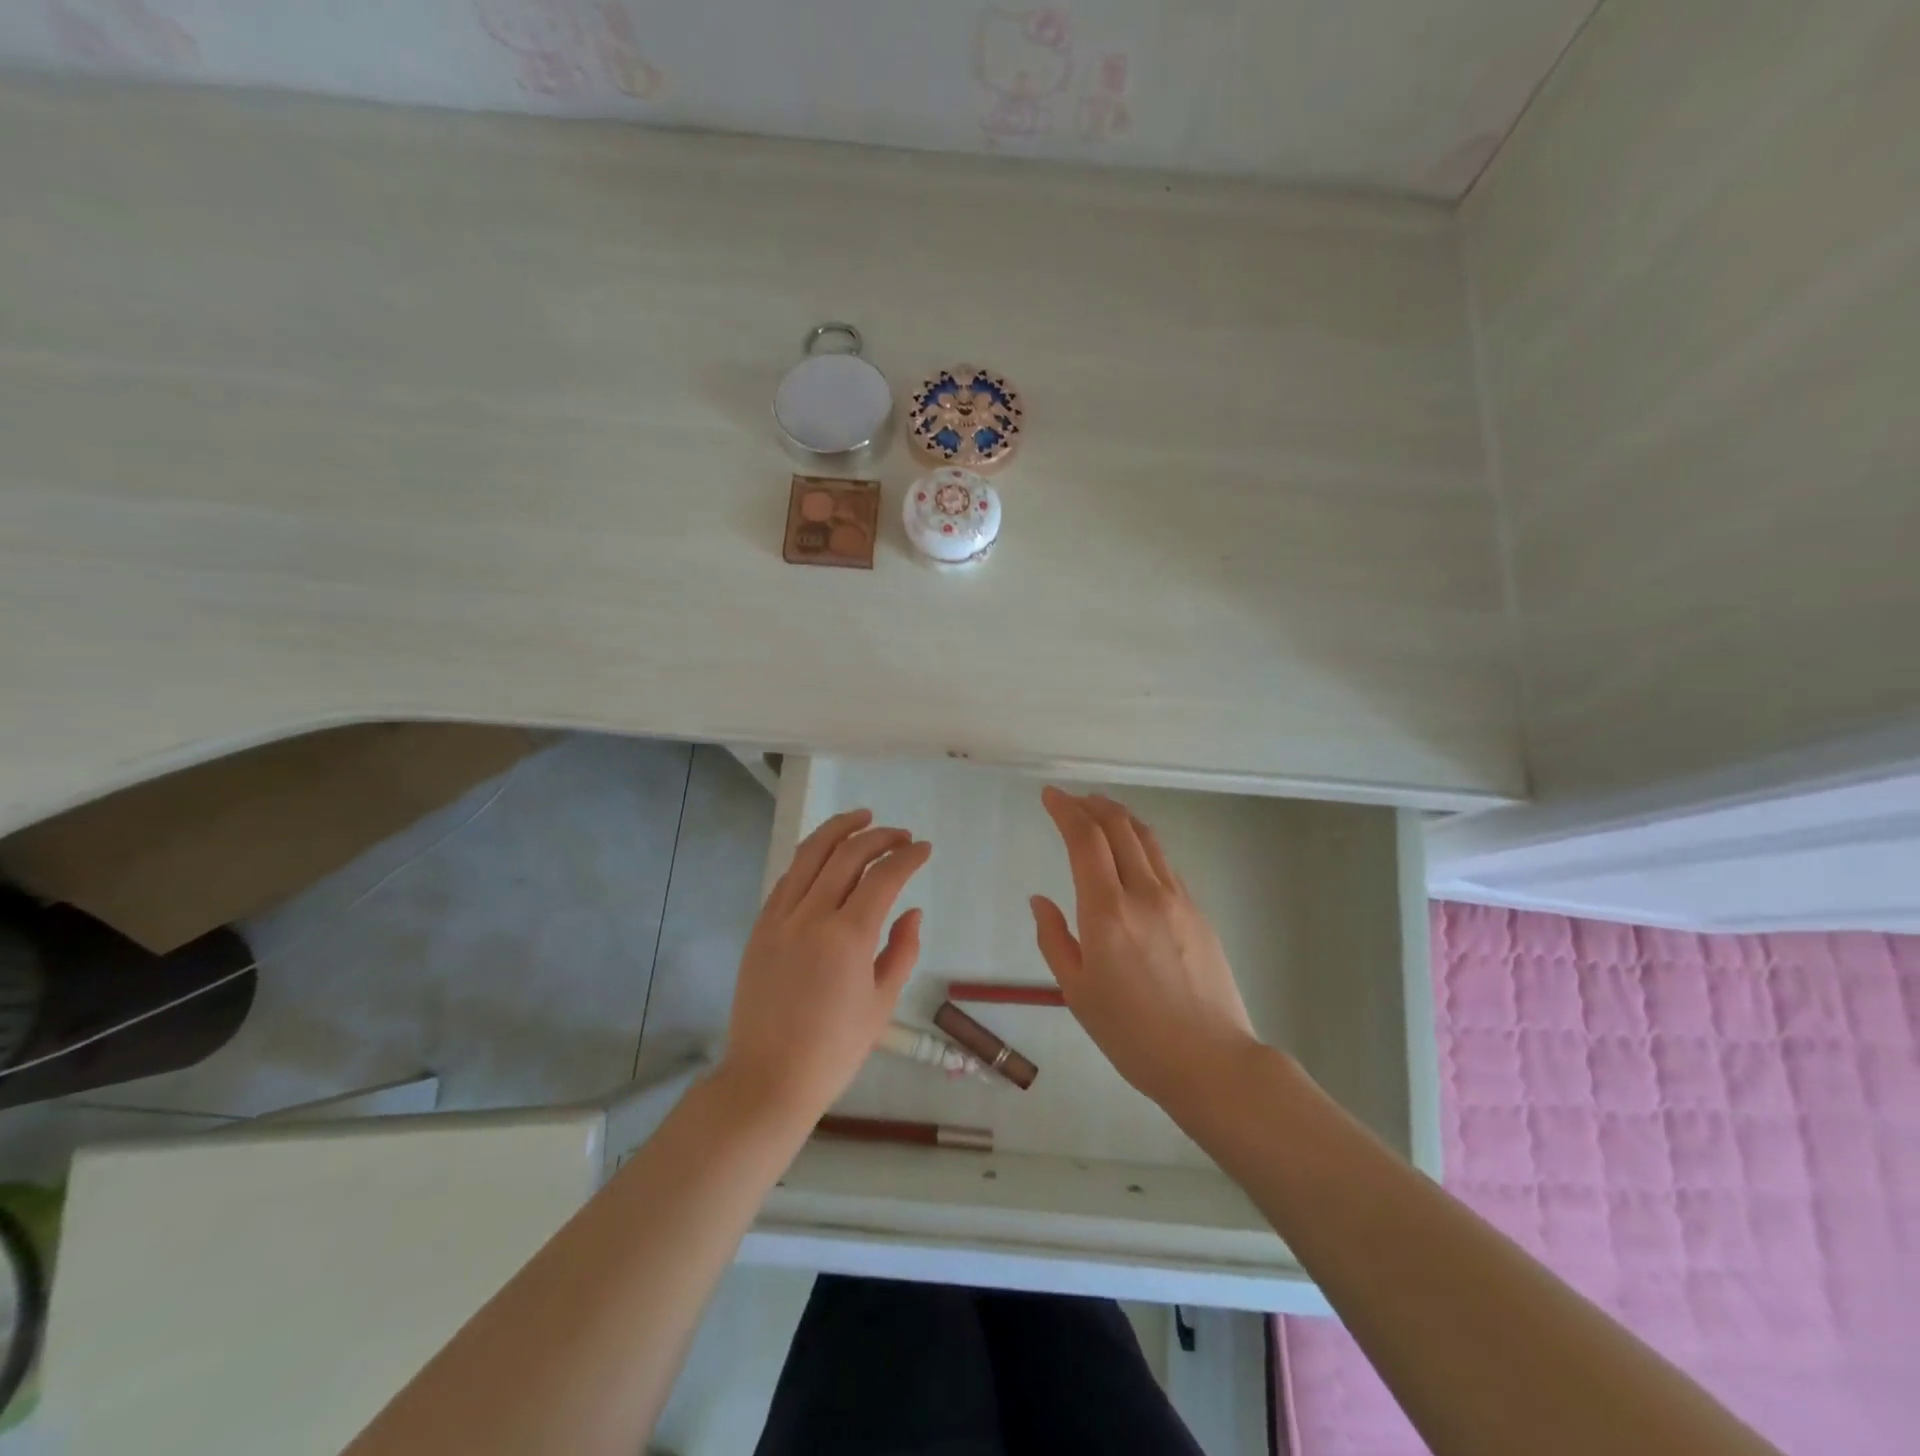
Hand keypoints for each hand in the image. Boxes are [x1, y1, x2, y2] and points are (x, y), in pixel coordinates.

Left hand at [720, 808, 931, 1123]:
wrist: (767, 1079)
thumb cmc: (833, 1050)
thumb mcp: (881, 1004)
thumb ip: (901, 950)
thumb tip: (911, 911)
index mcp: (847, 936)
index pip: (883, 876)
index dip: (907, 856)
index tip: (923, 849)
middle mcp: (811, 916)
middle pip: (847, 854)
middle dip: (879, 836)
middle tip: (900, 835)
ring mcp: (780, 918)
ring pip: (810, 854)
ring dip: (838, 830)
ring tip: (861, 818)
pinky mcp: (760, 928)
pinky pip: (787, 878)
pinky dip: (810, 858)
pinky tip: (825, 857)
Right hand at [1030, 787, 1257, 1112]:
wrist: (1211, 1061)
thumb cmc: (1132, 1035)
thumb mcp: (1077, 992)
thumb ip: (1054, 939)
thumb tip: (1040, 900)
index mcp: (1107, 912)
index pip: (1085, 839)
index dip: (1066, 809)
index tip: (1050, 795)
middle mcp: (1144, 893)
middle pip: (1119, 826)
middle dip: (1092, 804)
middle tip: (1072, 799)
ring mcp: (1177, 899)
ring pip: (1146, 838)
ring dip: (1119, 817)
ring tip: (1100, 811)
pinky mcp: (1198, 911)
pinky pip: (1164, 863)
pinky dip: (1141, 843)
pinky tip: (1132, 853)